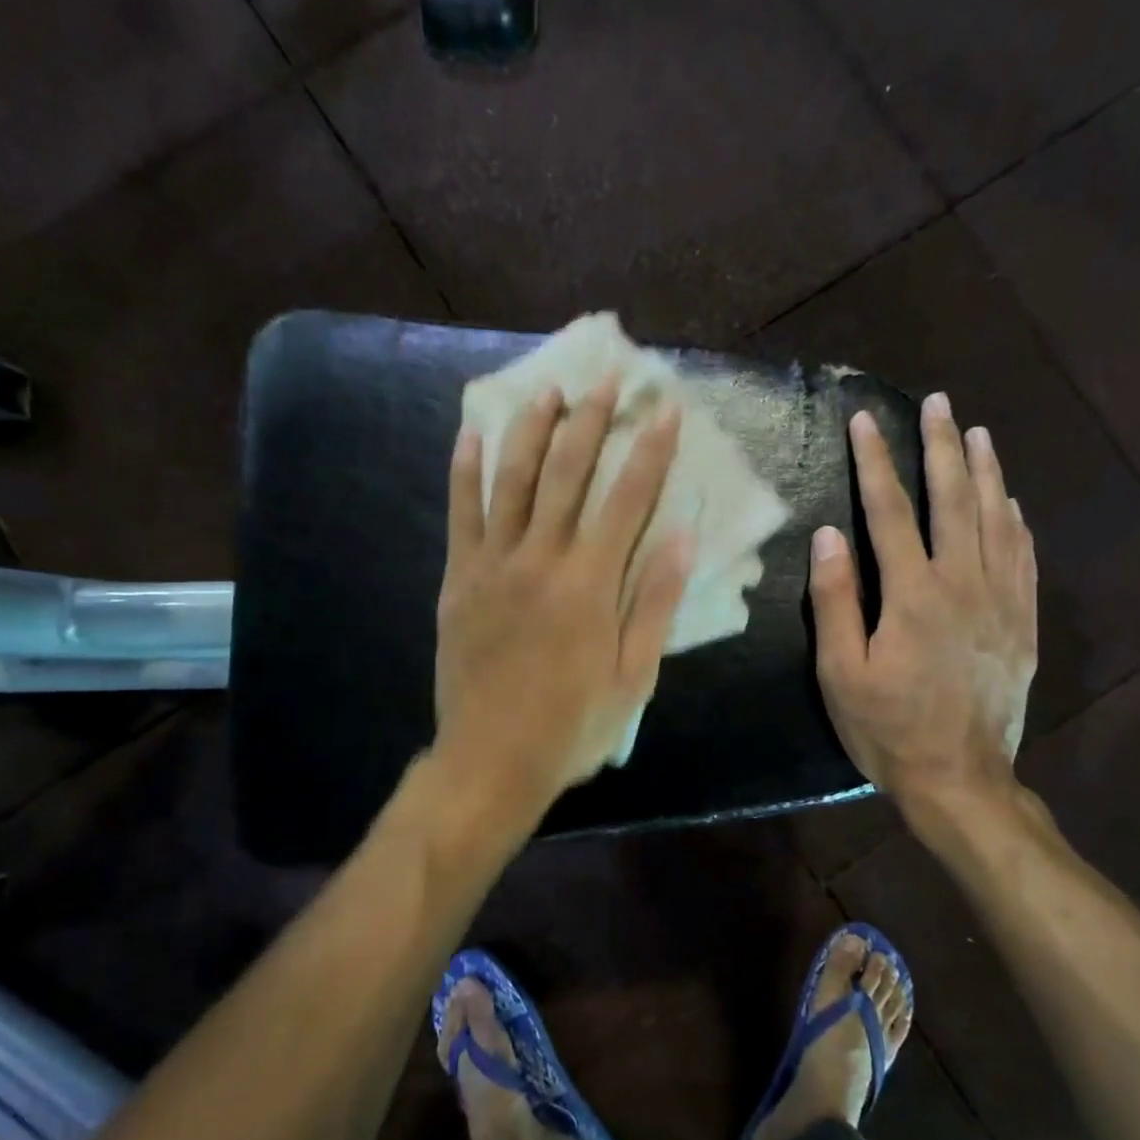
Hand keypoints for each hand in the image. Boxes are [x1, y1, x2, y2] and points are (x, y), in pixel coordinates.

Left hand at [434, 375, 692, 820]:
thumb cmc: (571, 726)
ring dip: (531, 428)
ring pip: (512, 480)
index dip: (649, 449)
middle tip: (607, 378)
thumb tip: (681, 536)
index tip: (665, 407)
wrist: (490, 761)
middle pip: (567, 473)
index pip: (627, 498)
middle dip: (591, 420)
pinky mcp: (459, 579)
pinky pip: (461, 514)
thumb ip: (653, 602)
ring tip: (548, 389)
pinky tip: (471, 433)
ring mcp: (492, 564)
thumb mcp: (632, 676)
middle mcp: (540, 559)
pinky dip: (465, 471)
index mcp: (590, 584)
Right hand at [810, 396, 1037, 810]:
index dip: (875, 462)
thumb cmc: (888, 728)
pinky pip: (1023, 556)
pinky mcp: (1022, 622)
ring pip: (996, 518)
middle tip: (938, 403)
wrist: (961, 778)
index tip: (864, 420)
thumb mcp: (841, 673)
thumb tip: (828, 535)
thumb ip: (835, 601)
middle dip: (941, 446)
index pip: (890, 510)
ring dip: (985, 470)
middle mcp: (963, 583)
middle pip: (953, 499)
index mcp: (912, 594)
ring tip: (977, 432)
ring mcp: (1001, 601)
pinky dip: (1015, 519)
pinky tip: (1009, 500)